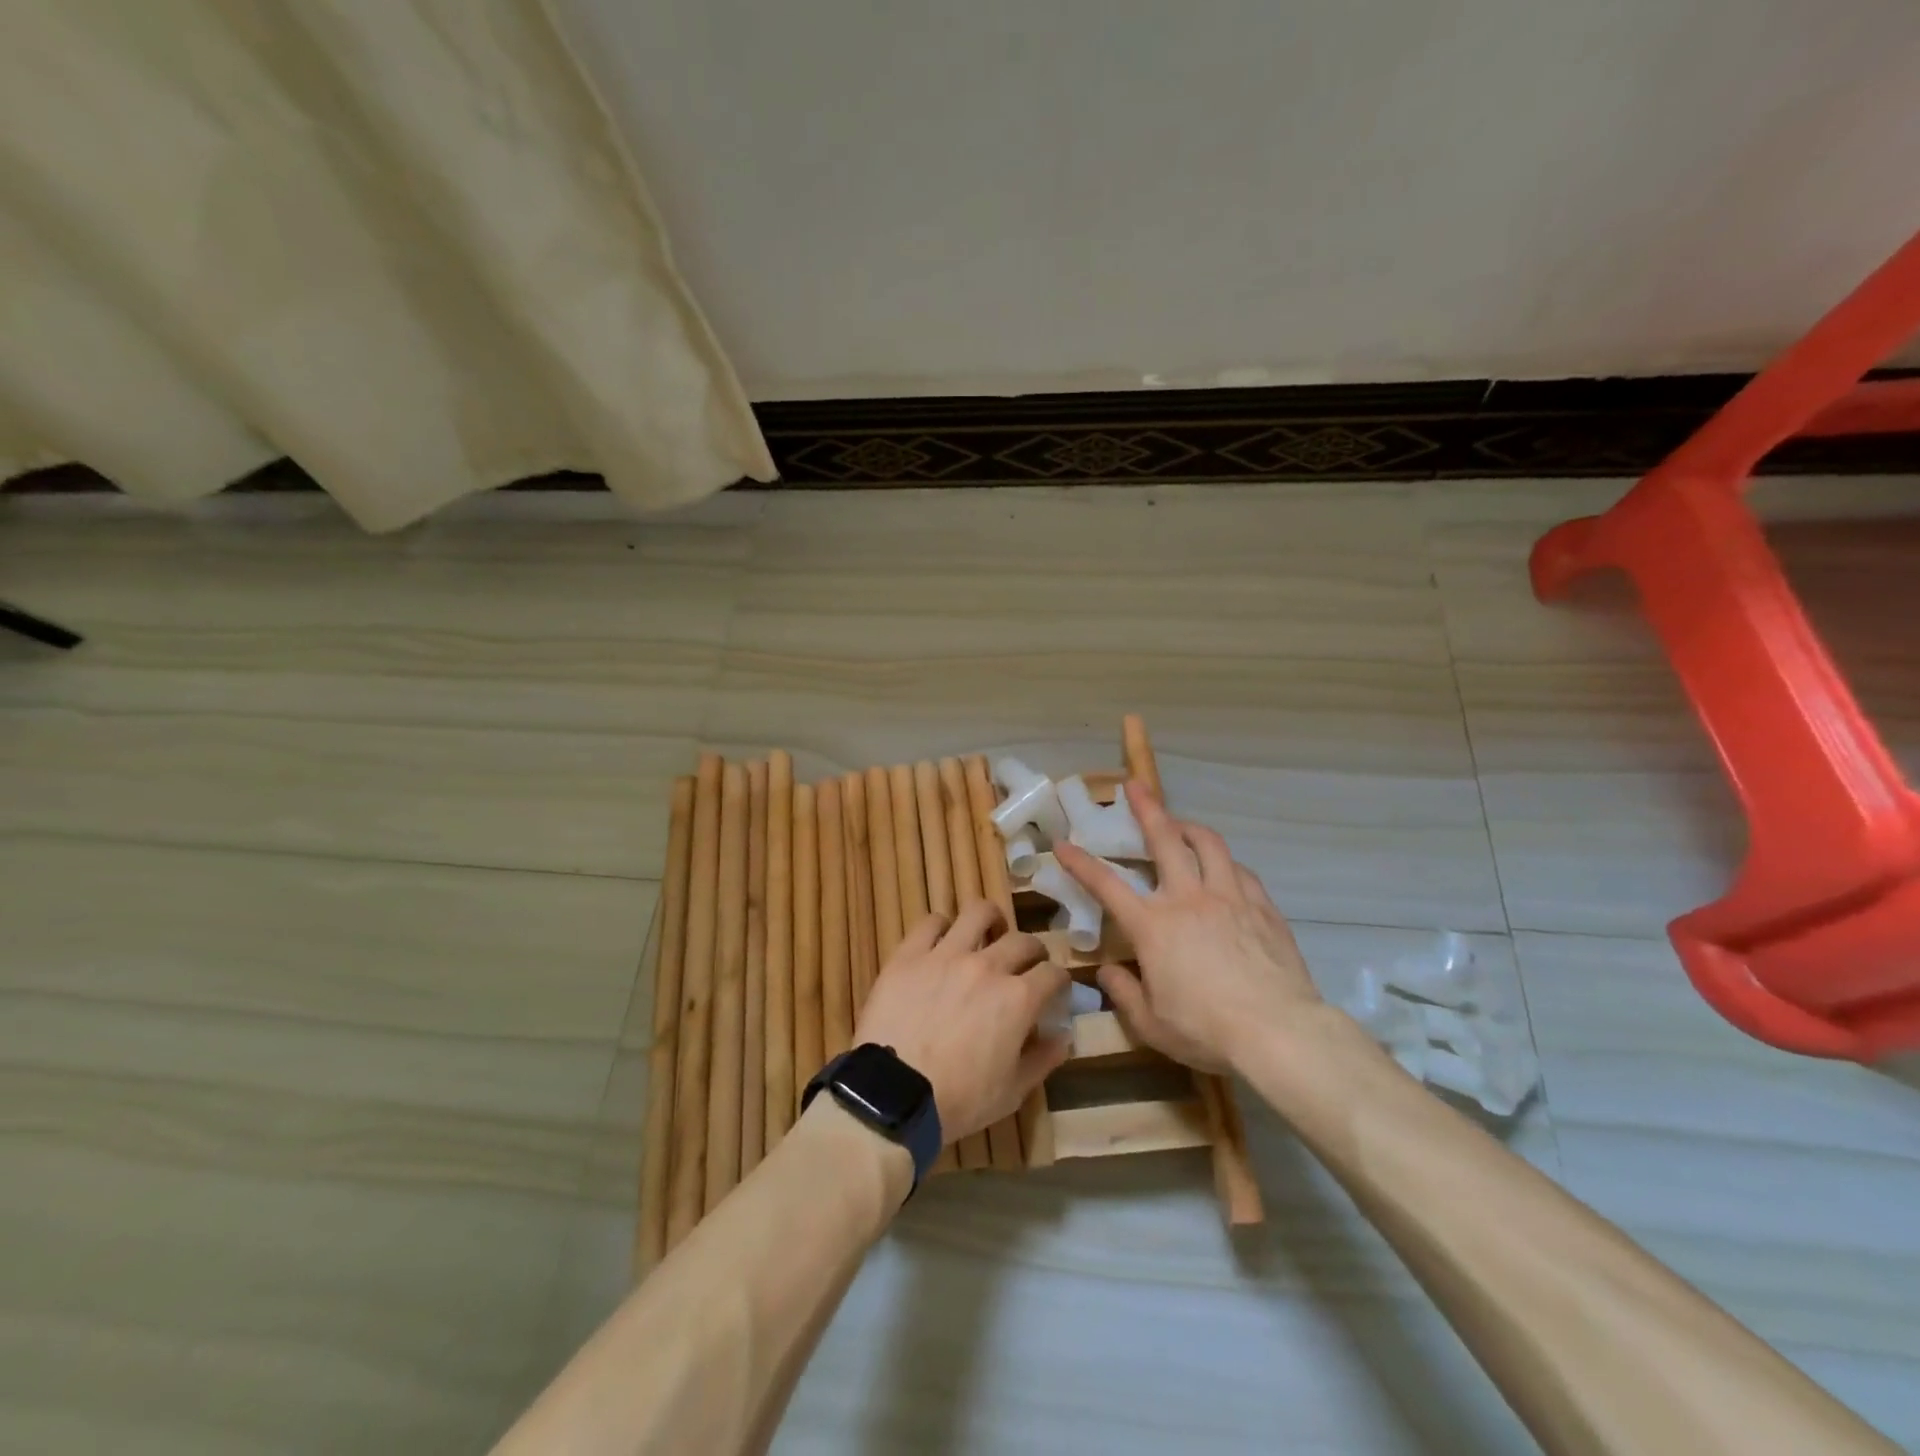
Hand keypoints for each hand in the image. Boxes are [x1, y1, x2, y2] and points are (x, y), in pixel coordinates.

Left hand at [853, 902, 1070, 1141]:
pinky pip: (930, 922)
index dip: (1058, 981)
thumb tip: (1064, 1037)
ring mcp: (946, 954)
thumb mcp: (1011, 1093)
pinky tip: (942, 940)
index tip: (1054, 990)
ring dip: (990, 920)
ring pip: (978, 913)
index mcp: (1018, 999)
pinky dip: (942, 926)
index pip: (1052, 973)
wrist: (893, 1095)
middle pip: (1022, 940)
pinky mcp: (910, 954)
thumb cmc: (958, 1101)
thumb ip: (1042, 1060)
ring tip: (988, 932)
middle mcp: (987, 966)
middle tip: (1025, 964)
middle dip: (1032, 951)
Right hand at [1055, 783, 1322, 1073]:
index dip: (1080, 863)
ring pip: (1208, 844)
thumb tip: (1107, 972)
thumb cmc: (1207, 1030)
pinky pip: (1240, 870)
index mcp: (1153, 926)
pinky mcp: (1262, 906)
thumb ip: (1124, 993)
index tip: (1063, 844)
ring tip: (1180, 823)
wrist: (1279, 1032)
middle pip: (1164, 840)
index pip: (1106, 885)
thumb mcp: (1152, 1024)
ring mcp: (1228, 897)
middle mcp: (1188, 898)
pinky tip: (1224, 868)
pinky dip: (1225, 861)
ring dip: (1189, 826)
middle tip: (1135, 785)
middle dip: (1146, 808)